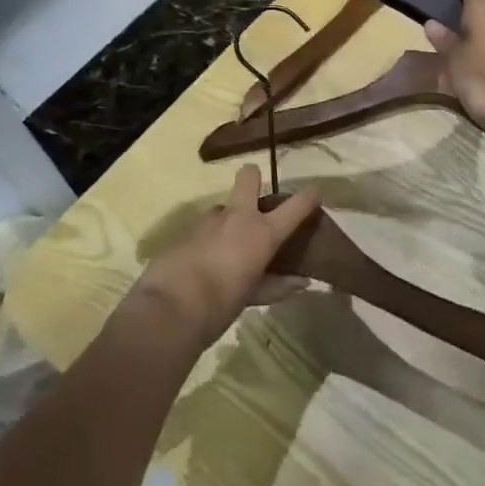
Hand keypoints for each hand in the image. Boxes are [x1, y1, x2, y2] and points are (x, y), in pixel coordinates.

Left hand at [132, 165, 320, 348]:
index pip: (296, 205)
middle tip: (255, 203)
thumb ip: (276, 286)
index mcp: (262, 232)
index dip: (309, 196)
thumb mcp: (252, 297)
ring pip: (223, 207)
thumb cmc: (220, 306)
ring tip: (224, 250)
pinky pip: (202, 227)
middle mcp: (238, 217)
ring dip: (227, 222)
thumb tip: (301, 283)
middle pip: (249, 176)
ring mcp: (208, 219)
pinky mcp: (184, 228)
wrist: (168, 309)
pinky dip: (207, 239)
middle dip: (253, 179)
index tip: (316, 192)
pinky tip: (201, 262)